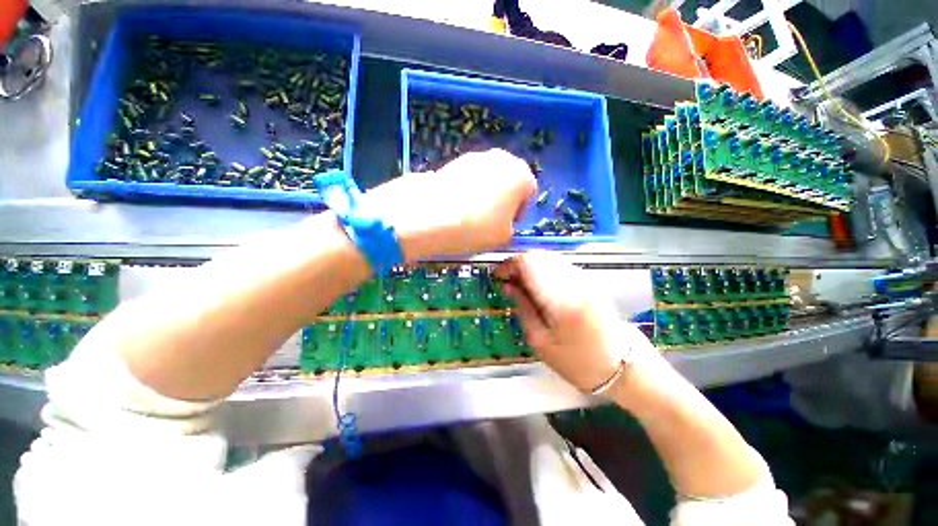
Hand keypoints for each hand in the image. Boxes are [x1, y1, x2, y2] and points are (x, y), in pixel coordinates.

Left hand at [361, 149, 536, 260]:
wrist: (430, 215)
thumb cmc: (477, 227)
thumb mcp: (504, 237)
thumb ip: (510, 228)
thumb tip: (502, 223)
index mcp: (520, 174)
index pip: (529, 192)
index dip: (520, 212)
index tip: (509, 226)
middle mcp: (500, 158)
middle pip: (508, 181)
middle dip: (503, 200)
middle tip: (492, 221)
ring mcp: (473, 157)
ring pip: (487, 178)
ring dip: (484, 195)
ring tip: (470, 216)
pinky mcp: (451, 162)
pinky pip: (467, 179)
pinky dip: (465, 191)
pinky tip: (455, 208)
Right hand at [494, 251, 657, 393]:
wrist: (622, 365)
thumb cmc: (577, 361)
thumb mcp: (540, 341)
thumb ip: (523, 308)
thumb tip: (507, 285)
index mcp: (561, 299)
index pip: (528, 264)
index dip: (508, 265)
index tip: (497, 276)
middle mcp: (574, 281)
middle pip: (538, 255)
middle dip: (517, 263)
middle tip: (507, 281)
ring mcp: (584, 277)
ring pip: (548, 257)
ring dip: (530, 265)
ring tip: (520, 284)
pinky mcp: (589, 280)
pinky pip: (559, 264)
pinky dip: (543, 268)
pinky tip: (538, 284)